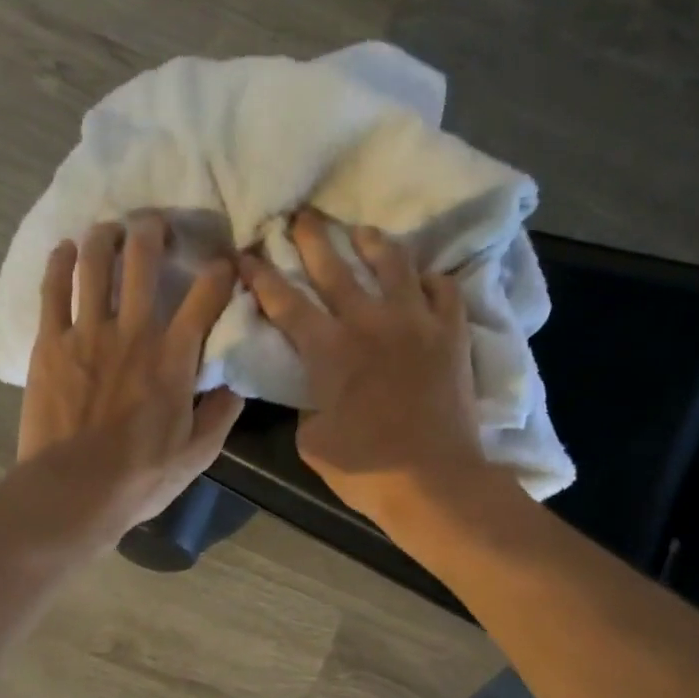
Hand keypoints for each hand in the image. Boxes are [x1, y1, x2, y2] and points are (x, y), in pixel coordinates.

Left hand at [19, 213, 242, 538]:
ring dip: (104, 236)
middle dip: (152, 231)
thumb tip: (237, 384)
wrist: (74, 490)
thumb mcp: (199, 453)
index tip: (226, 263)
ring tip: (110, 228)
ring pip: (94, 264)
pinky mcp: (50, 343)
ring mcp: (86, 333)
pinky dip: (60, 263)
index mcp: (173, 356)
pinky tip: (64, 250)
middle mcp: (132, 331)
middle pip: (142, 261)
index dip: (220, 272)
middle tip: (155, 224)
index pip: (205, 296)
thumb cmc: (141, 475)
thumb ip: (222, 413)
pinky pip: (53, 290)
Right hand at [238, 209, 495, 534]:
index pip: (286, 302)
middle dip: (311, 237)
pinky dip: (430, 279)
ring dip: (372, 242)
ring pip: (393, 263)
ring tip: (362, 231)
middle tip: (301, 216)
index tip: (246, 253)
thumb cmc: (367, 469)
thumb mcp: (313, 440)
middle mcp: (370, 322)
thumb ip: (309, 403)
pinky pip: (443, 289)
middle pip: (335, 266)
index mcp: (329, 350)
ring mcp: (416, 323)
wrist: (436, 482)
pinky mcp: (452, 333)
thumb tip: (318, 388)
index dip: (262, 275)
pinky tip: (422, 280)